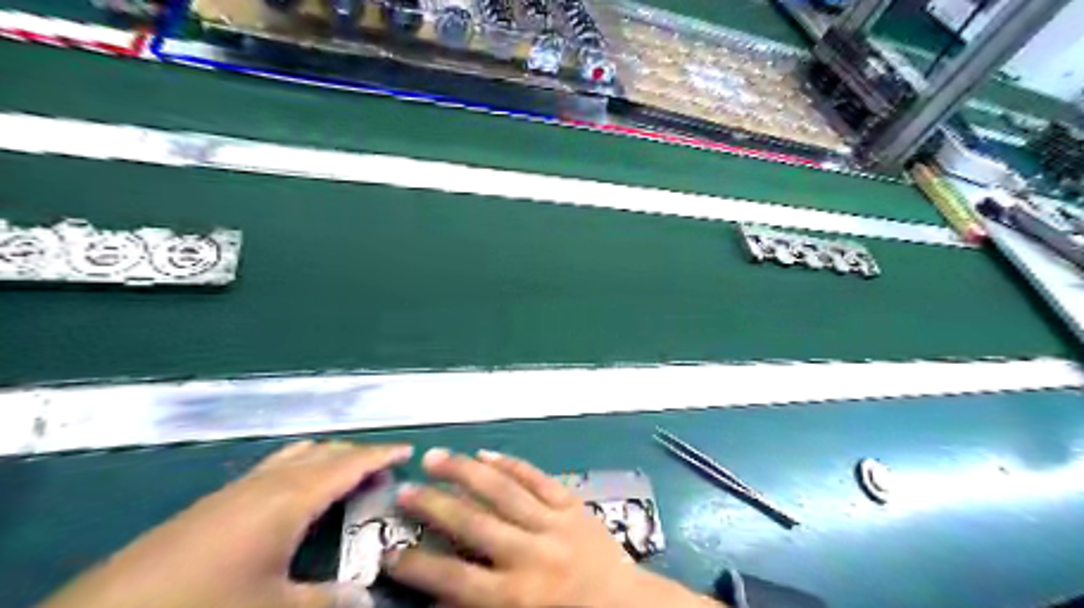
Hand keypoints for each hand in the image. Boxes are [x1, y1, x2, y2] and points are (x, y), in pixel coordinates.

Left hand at [42, 438, 413, 607]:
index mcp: (291, 497)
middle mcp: (269, 481)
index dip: (381, 455)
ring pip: (298, 455)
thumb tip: (367, 598)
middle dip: (358, 454)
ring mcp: (239, 487)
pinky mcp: (216, 500)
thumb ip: (327, 600)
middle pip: (325, 452)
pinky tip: (297, 491)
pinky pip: (274, 466)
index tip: (408, 450)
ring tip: (347, 473)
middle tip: (383, 468)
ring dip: (329, 457)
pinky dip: (301, 467)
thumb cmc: (205, 605)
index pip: (349, 464)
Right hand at [390, 450, 716, 606]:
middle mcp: (531, 554)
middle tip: (404, 489)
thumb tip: (439, 596)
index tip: (390, 552)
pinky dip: (511, 463)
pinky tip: (486, 452)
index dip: (418, 566)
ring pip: (502, 490)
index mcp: (516, 596)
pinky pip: (538, 478)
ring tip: (435, 456)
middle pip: (473, 524)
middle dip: (434, 505)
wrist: (629, 607)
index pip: (454, 580)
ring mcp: (554, 523)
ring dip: (465, 471)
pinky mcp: (572, 504)